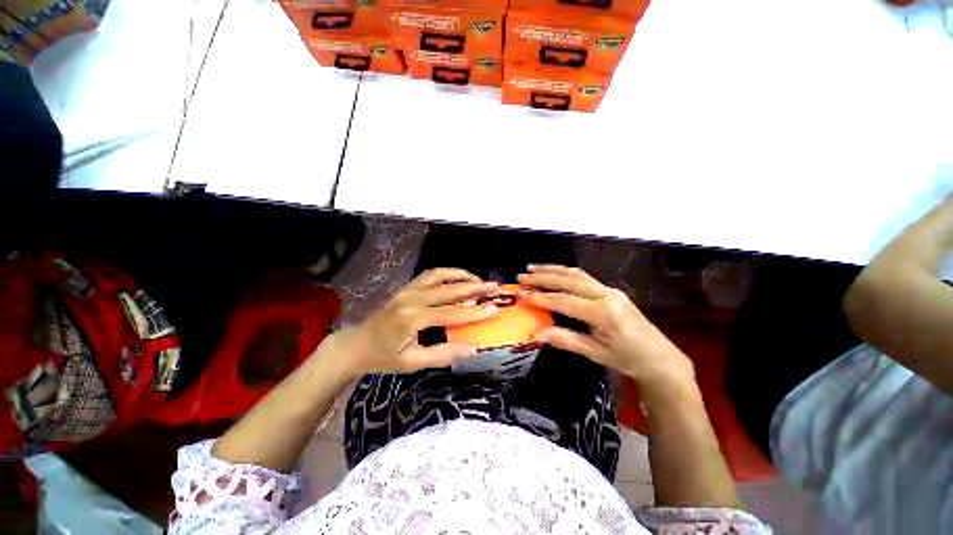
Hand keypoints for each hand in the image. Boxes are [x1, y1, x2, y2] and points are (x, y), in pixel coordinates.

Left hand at [335, 269, 499, 378]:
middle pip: (449, 289)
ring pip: (439, 275)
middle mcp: (412, 299)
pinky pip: (429, 275)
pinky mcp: (406, 287)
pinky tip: (457, 277)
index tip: (495, 309)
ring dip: (461, 275)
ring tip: (478, 280)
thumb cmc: (384, 357)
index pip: (451, 314)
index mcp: (413, 319)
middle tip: (493, 287)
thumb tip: (472, 349)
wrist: (357, 344)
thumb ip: (443, 354)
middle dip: (474, 288)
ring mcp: (408, 290)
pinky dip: (447, 273)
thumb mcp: (413, 363)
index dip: (475, 313)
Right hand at [518, 265, 695, 394]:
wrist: (659, 357)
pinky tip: (553, 272)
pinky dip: (564, 272)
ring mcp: (609, 289)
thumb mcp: (595, 353)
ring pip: (576, 273)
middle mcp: (606, 295)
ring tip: (532, 268)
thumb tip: (536, 334)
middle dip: (543, 277)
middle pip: (569, 280)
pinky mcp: (610, 289)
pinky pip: (584, 277)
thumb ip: (565, 340)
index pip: (565, 301)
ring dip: (552, 269)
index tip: (521, 294)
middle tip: (522, 276)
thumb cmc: (627, 359)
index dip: (541, 298)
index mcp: (603, 313)